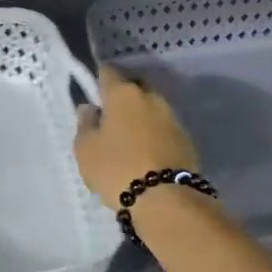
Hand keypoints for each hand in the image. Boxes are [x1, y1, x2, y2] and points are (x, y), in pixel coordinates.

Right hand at [73, 65, 200, 207]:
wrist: (165, 199)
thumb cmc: (116, 168)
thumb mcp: (86, 149)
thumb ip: (85, 124)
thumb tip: (91, 108)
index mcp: (123, 93)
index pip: (108, 72)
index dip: (99, 81)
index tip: (93, 96)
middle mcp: (151, 97)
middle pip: (134, 88)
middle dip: (122, 98)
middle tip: (110, 120)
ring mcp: (172, 117)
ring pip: (151, 109)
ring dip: (140, 118)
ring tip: (128, 141)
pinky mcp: (186, 139)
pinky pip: (163, 129)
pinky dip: (154, 135)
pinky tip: (146, 154)